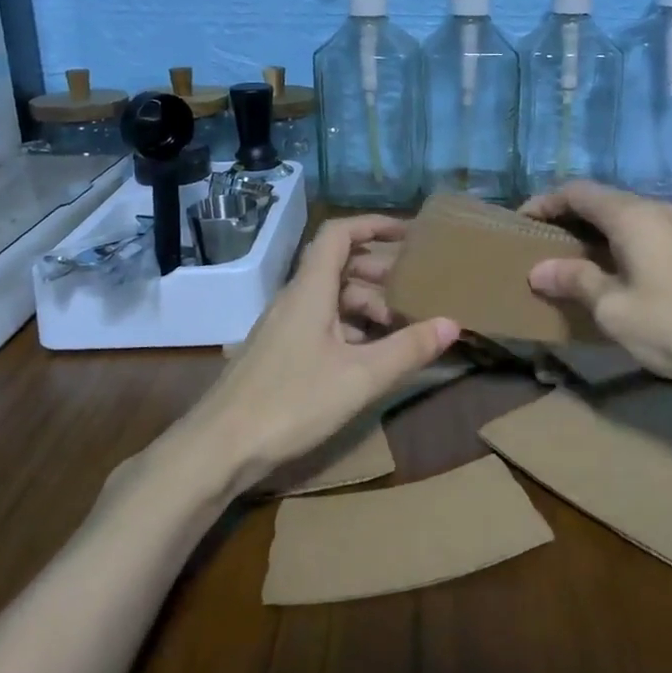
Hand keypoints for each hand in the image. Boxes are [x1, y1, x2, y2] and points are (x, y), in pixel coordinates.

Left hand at [190, 216, 458, 487]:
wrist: (219, 448)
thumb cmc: (292, 402)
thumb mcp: (360, 377)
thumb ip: (408, 349)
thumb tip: (453, 323)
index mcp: (310, 290)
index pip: (339, 234)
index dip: (373, 224)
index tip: (409, 233)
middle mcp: (294, 299)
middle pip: (338, 265)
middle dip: (378, 270)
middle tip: (415, 286)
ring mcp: (283, 326)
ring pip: (330, 297)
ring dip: (366, 303)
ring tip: (400, 326)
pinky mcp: (279, 352)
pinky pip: (320, 322)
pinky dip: (350, 327)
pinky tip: (370, 355)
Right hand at [520, 181, 671, 386]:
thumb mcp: (614, 308)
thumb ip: (575, 281)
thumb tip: (538, 269)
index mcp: (632, 215)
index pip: (577, 192)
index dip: (545, 203)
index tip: (520, 224)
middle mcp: (657, 210)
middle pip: (602, 201)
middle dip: (567, 218)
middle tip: (540, 246)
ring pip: (625, 218)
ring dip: (594, 234)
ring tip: (570, 263)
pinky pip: (645, 234)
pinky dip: (618, 245)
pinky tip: (612, 274)